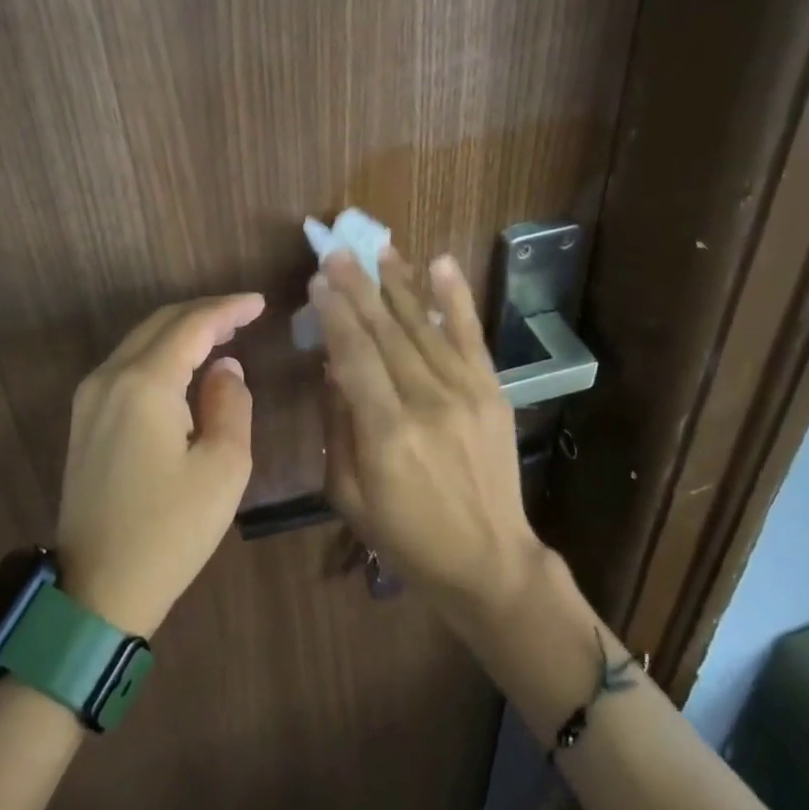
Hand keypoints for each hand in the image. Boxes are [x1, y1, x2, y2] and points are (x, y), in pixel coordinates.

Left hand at [56, 293, 265, 635]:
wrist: (96, 591)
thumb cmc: (170, 532)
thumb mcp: (222, 469)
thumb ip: (230, 404)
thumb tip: (224, 368)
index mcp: (144, 384)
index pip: (191, 325)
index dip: (228, 309)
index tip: (260, 302)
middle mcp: (110, 377)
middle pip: (161, 323)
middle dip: (205, 313)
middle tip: (245, 314)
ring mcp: (90, 398)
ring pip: (141, 341)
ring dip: (182, 331)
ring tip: (223, 333)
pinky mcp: (85, 419)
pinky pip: (128, 364)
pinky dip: (162, 353)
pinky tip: (187, 365)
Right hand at [310, 248, 543, 619]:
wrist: (490, 561)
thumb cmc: (407, 536)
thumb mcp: (349, 495)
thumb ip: (338, 426)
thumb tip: (332, 368)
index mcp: (387, 433)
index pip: (354, 356)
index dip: (334, 314)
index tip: (317, 279)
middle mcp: (427, 402)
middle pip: (386, 332)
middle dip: (358, 286)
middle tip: (337, 250)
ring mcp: (465, 392)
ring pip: (423, 325)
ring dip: (398, 282)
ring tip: (378, 247)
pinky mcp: (491, 391)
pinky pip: (471, 335)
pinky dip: (455, 297)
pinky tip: (439, 263)